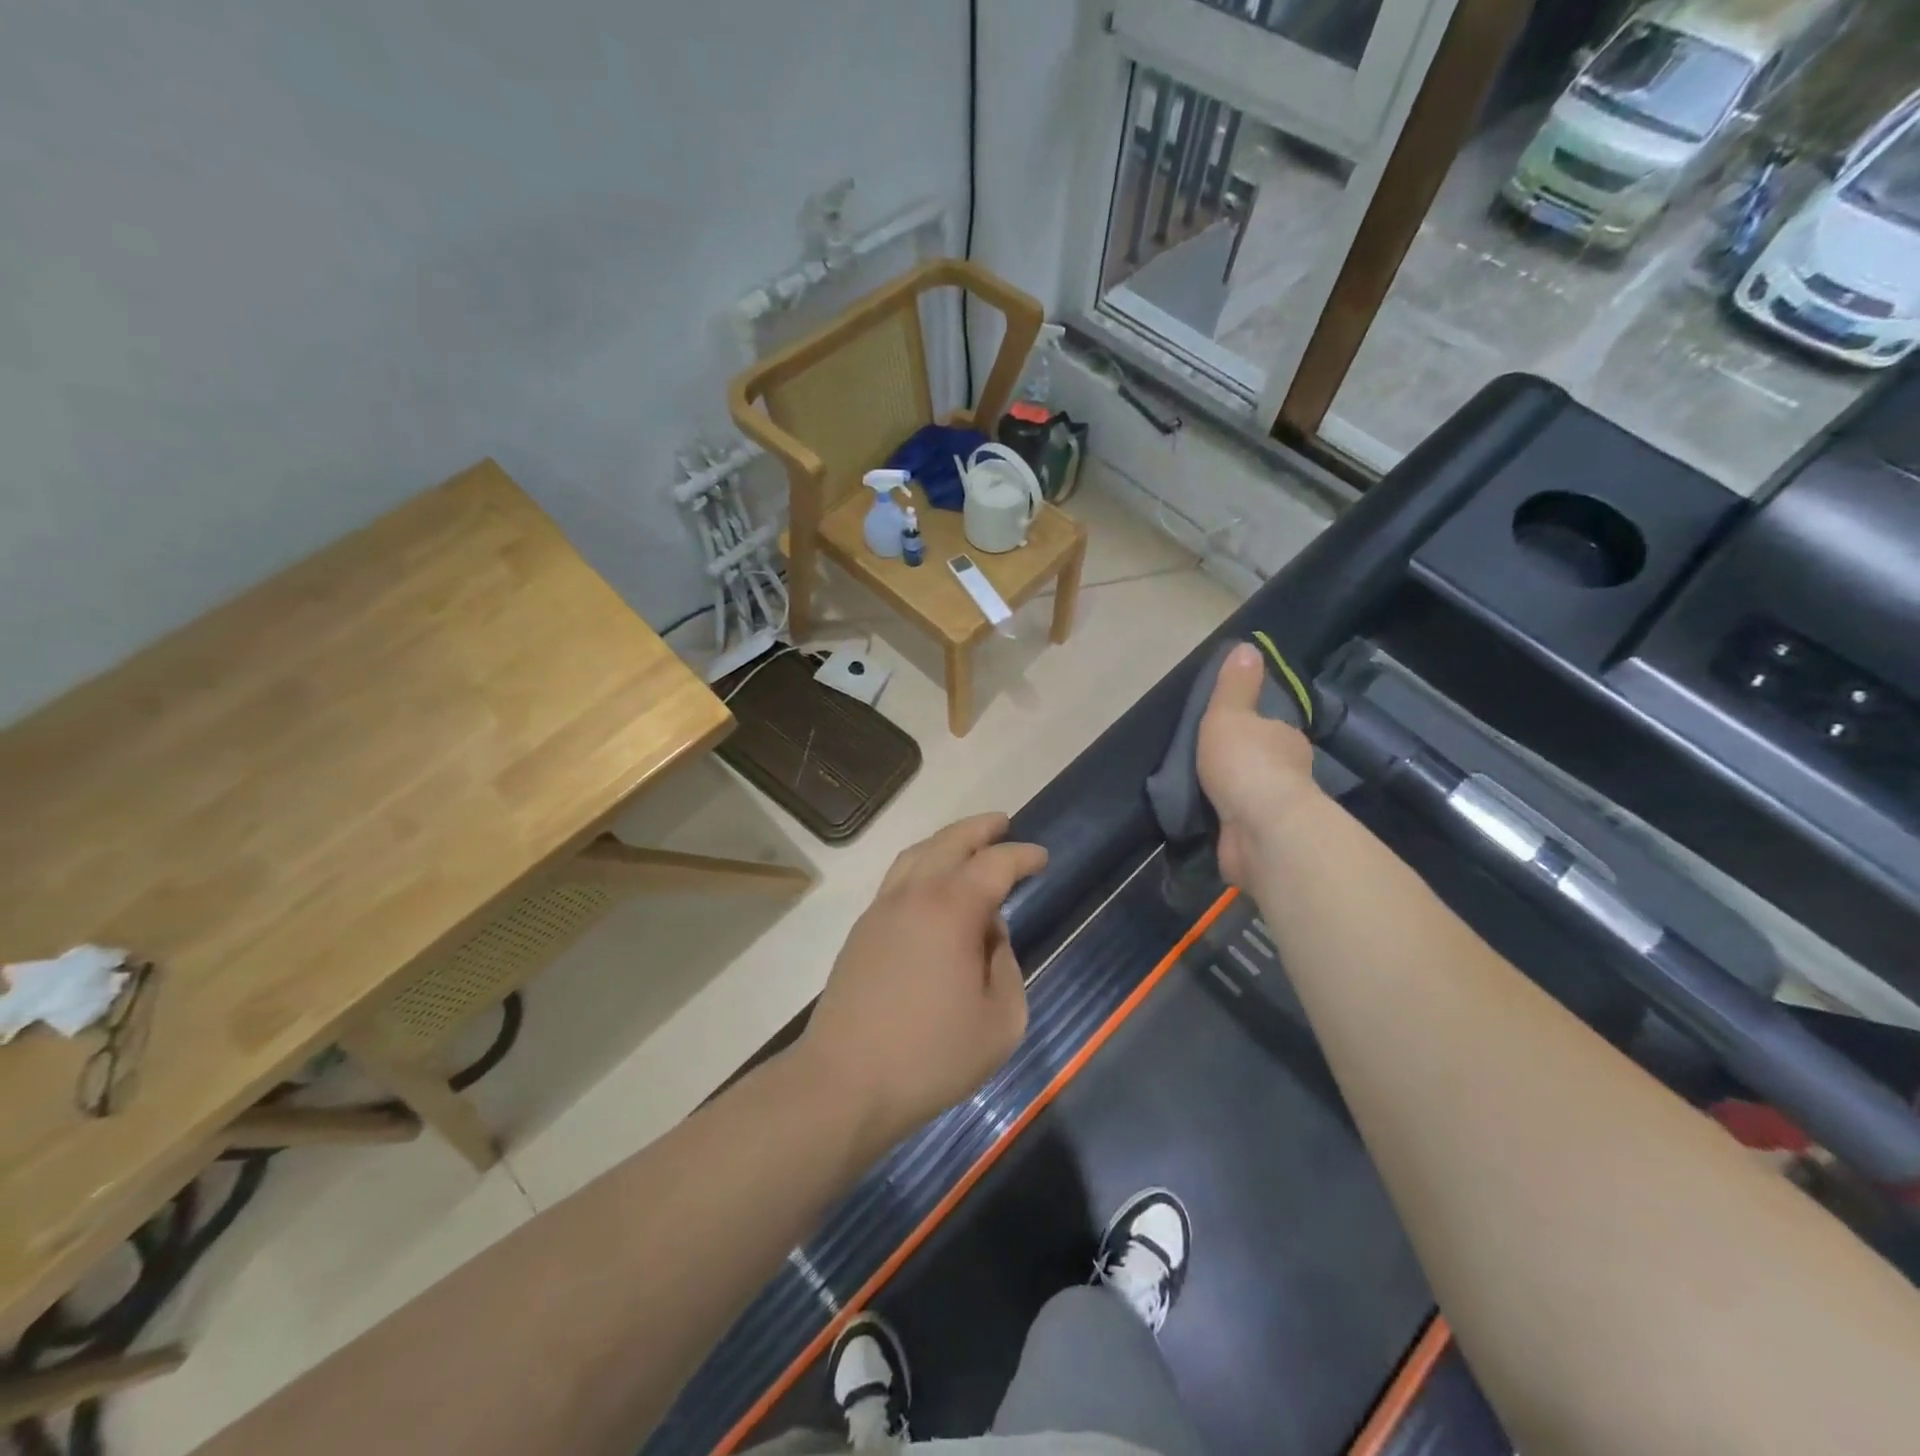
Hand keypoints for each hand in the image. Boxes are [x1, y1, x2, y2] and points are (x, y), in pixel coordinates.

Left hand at [800, 814, 1047, 1151]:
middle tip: (1003, 823)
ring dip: (946, 841)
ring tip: (968, 844)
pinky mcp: (862, 930)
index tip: (1041, 858)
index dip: (1022, 856)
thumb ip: (1006, 966)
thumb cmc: (931, 1055)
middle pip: (949, 842)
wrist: (844, 1082)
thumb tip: (989, 936)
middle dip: (980, 829)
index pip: (995, 864)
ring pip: (916, 854)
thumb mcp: (1000, 1021)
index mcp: (952, 908)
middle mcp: (914, 894)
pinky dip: (922, 864)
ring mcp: (881, 909)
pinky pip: (898, 878)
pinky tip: (932, 885)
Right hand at [1196, 642, 1319, 886]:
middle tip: (1208, 766)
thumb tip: (1248, 646)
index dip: (1252, 730)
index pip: (1271, 730)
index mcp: (1286, 739)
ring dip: (1236, 798)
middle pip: (1265, 764)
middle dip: (1244, 766)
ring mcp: (1279, 811)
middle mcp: (1292, 774)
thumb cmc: (1245, 763)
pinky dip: (1229, 826)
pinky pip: (1243, 828)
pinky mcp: (1265, 842)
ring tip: (1201, 797)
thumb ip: (1234, 686)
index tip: (1227, 735)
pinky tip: (1209, 825)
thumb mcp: (1229, 714)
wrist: (1261, 827)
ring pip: (1254, 798)